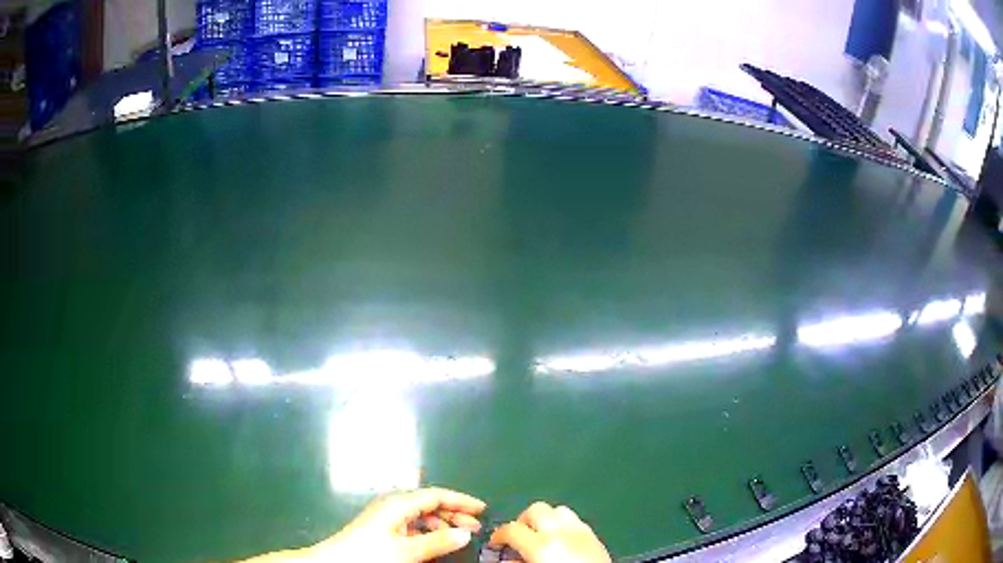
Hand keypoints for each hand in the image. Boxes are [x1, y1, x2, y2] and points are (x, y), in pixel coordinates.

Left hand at [240, 487, 485, 562]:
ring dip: (442, 524)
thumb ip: (437, 541)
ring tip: (460, 536)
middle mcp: (393, 507)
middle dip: (454, 513)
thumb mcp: (407, 550)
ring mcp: (387, 519)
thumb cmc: (370, 554)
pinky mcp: (383, 531)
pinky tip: (437, 543)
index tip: (483, 508)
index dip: (460, 500)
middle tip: (476, 527)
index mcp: (398, 504)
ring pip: (421, 516)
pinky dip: (428, 533)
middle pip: (429, 504)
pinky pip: (412, 527)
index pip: (435, 495)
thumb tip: (466, 532)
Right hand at [490, 502, 610, 562]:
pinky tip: (562, 541)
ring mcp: (581, 531)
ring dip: (546, 519)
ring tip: (541, 536)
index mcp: (541, 545)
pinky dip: (565, 525)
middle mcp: (561, 532)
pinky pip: (576, 521)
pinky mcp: (595, 536)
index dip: (499, 535)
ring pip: (559, 510)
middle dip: (523, 521)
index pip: (511, 529)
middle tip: (519, 537)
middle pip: (536, 510)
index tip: (496, 543)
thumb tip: (507, 559)